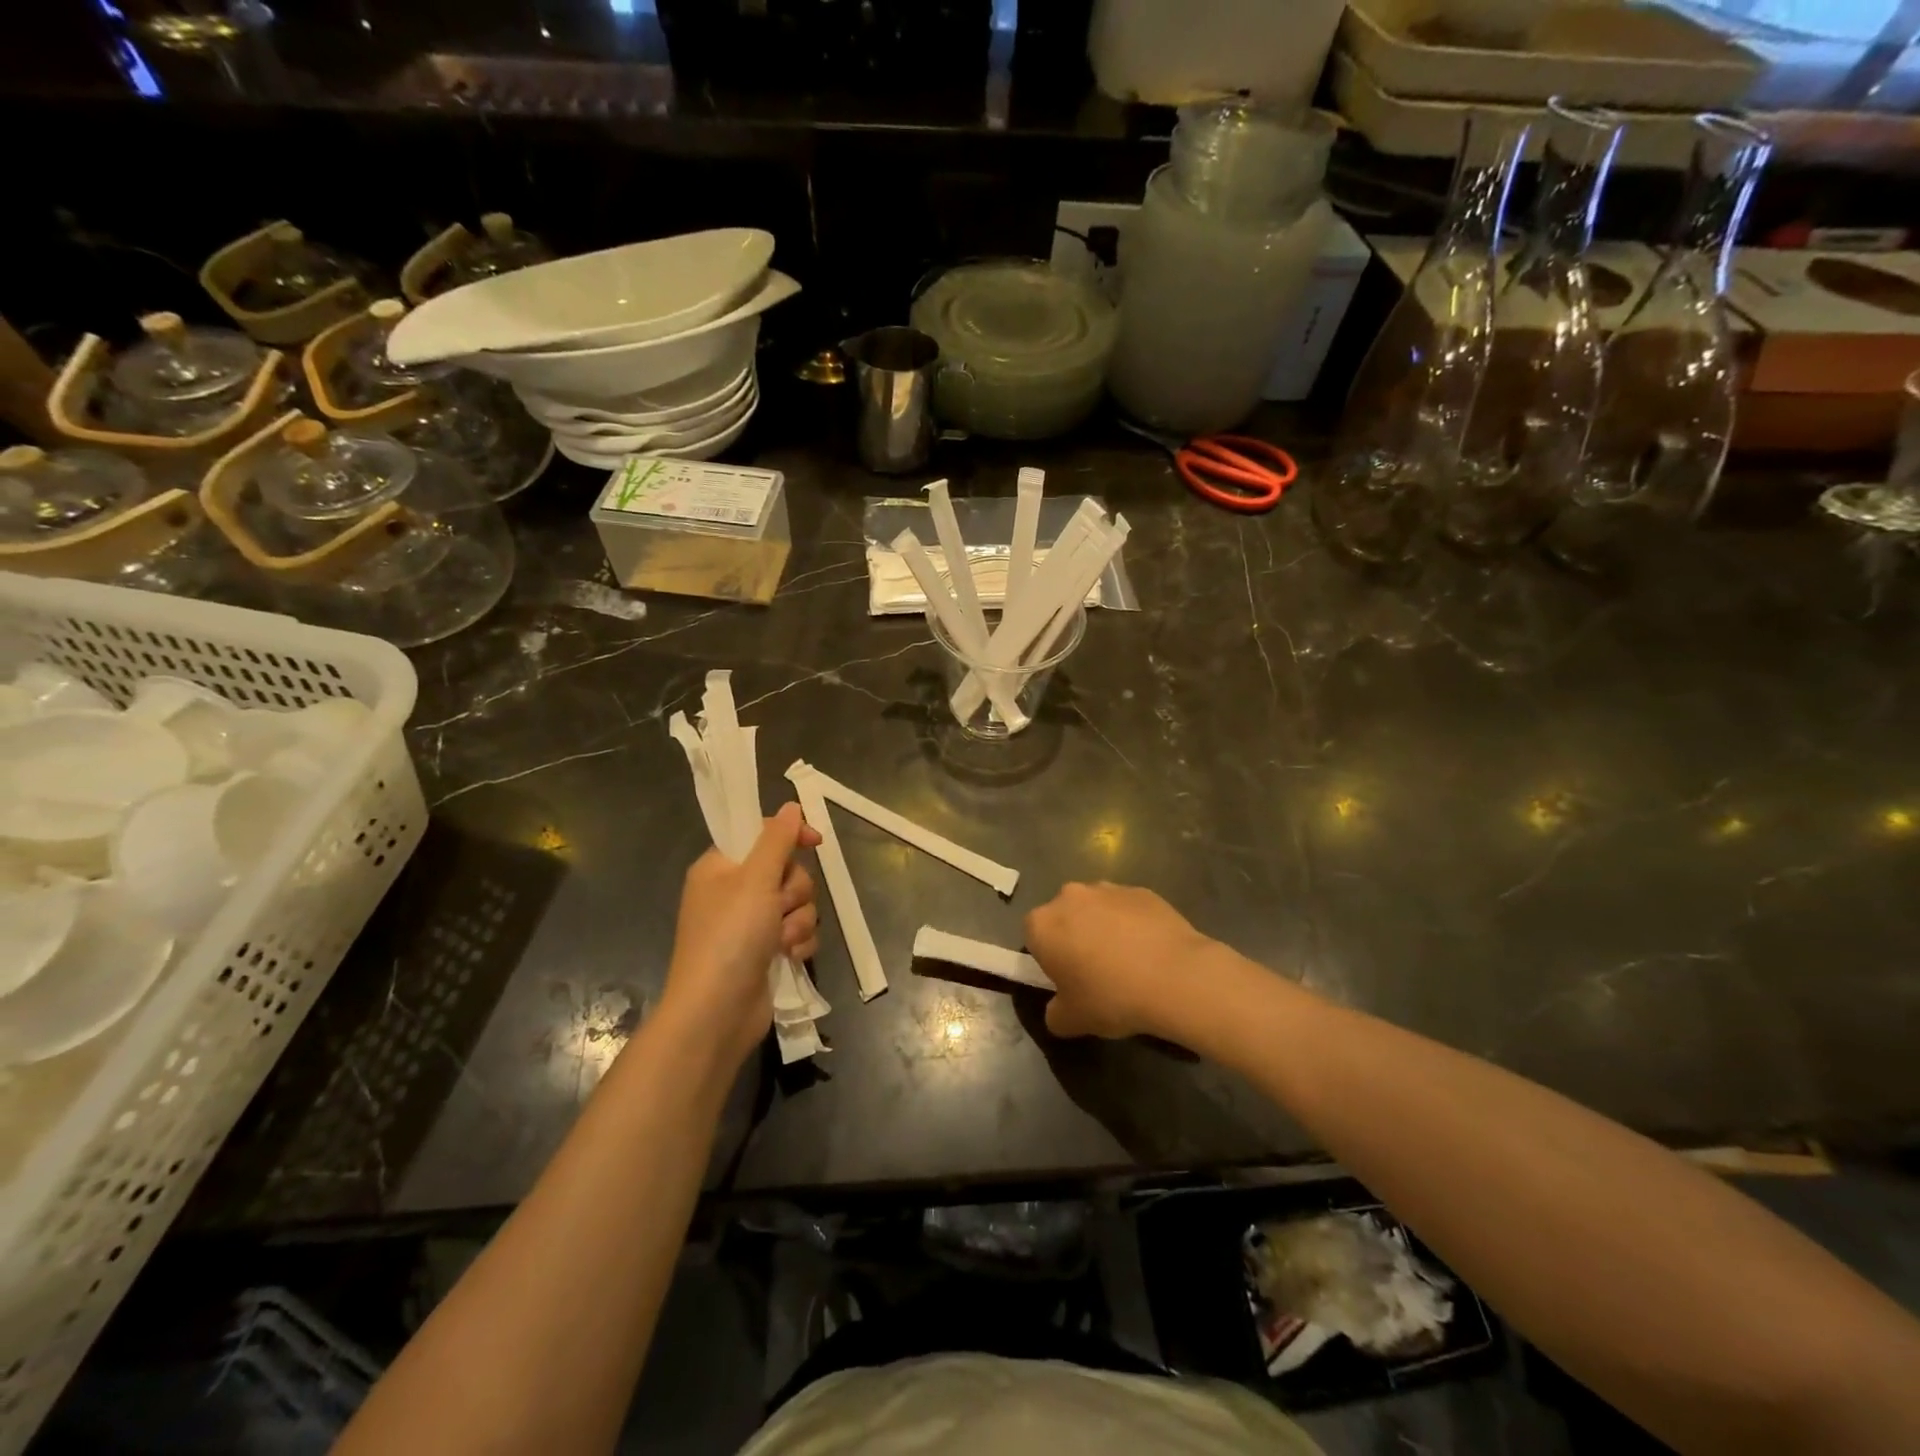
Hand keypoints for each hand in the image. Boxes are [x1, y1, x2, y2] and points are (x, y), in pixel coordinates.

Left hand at [662, 804, 821, 1069]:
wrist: (716, 1012)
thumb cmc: (730, 937)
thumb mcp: (755, 879)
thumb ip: (777, 839)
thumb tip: (791, 806)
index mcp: (720, 867)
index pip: (761, 834)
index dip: (789, 835)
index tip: (815, 841)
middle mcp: (734, 892)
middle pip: (787, 870)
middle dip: (794, 891)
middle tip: (778, 907)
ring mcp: (751, 924)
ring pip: (798, 903)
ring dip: (798, 921)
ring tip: (781, 942)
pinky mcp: (766, 951)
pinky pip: (799, 931)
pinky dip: (798, 943)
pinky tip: (789, 958)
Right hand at [1025, 882, 1221, 1042]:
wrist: (1175, 977)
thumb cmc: (1112, 997)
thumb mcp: (1072, 1021)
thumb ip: (1054, 1013)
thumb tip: (1058, 1008)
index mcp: (1043, 924)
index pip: (1032, 936)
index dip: (1047, 957)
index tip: (1066, 978)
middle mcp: (1069, 896)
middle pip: (1064, 916)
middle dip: (1074, 937)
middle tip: (1095, 971)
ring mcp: (1107, 888)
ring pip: (1096, 908)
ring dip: (1103, 927)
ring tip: (1128, 961)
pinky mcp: (1141, 890)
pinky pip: (1127, 908)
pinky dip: (1133, 924)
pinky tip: (1150, 951)